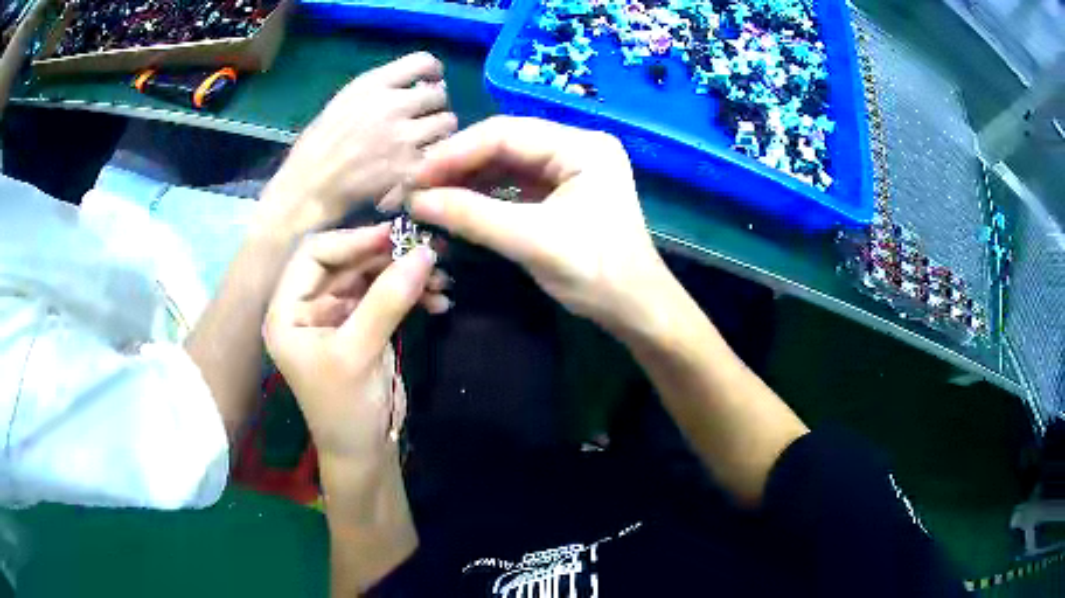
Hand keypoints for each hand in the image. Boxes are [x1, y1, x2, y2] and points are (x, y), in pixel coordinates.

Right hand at [262, 52, 458, 231]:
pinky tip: (416, 164)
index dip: (433, 73)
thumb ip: (380, 90)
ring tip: (420, 143)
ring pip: (447, 123)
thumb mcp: (344, 102)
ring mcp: (401, 138)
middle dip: (433, 107)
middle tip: (421, 121)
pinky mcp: (408, 169)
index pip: (424, 62)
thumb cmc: (320, 146)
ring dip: (438, 133)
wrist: (307, 190)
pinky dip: (432, 158)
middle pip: (439, 95)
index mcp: (372, 85)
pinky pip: (440, 154)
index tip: (430, 84)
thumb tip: (421, 84)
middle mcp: (390, 106)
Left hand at [262, 224, 444, 461]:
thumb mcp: (359, 354)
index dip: (352, 240)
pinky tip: (438, 300)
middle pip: (346, 262)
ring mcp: (337, 316)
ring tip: (442, 278)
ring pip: (370, 277)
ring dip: (405, 275)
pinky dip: (412, 294)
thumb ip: (386, 300)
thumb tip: (425, 252)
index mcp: (287, 311)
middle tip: (428, 252)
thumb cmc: (345, 409)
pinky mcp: (363, 326)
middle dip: (386, 257)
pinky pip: (386, 296)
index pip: (313, 255)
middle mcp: (308, 307)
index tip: (395, 236)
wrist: (365, 452)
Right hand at [409, 116, 672, 333]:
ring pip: (507, 163)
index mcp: (582, 146)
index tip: (415, 177)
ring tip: (429, 196)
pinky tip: (457, 203)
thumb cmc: (596, 274)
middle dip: (458, 165)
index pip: (505, 133)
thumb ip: (472, 215)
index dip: (455, 153)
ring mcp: (571, 169)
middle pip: (505, 144)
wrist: (636, 309)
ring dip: (468, 179)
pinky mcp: (563, 191)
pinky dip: (485, 193)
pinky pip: (515, 183)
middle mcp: (577, 147)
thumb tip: (417, 201)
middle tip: (416, 187)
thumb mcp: (532, 241)